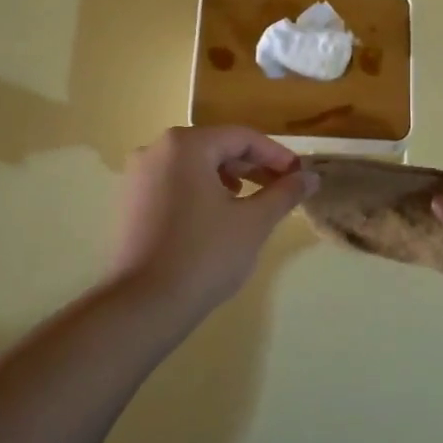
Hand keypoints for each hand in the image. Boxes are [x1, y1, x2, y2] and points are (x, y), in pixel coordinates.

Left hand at [108, 126, 318, 318]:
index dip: (276, 155)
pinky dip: (202, 191)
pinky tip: (218, 216)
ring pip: (194, 166)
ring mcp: (138, 176)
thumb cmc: (205, 255)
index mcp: (186, 145)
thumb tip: (311, 177)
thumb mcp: (254, 222)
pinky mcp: (131, 202)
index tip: (300, 175)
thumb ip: (284, 193)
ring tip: (252, 202)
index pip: (242, 138)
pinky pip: (175, 184)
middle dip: (252, 167)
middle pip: (216, 147)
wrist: (144, 304)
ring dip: (228, 179)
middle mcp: (156, 150)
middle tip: (282, 189)